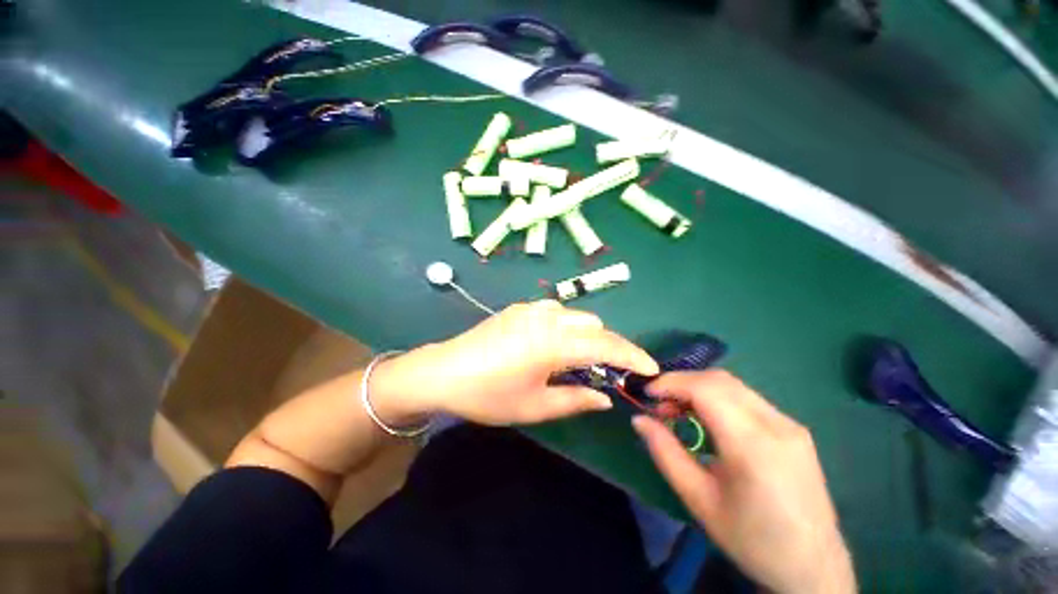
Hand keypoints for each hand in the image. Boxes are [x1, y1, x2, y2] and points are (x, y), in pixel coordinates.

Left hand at [372, 300, 658, 425]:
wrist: (443, 372)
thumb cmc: (488, 395)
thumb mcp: (534, 406)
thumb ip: (575, 400)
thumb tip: (606, 398)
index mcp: (552, 343)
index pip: (605, 344)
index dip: (632, 355)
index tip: (651, 368)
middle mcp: (547, 318)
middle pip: (594, 325)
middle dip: (610, 346)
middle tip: (610, 371)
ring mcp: (531, 309)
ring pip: (576, 315)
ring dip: (588, 335)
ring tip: (581, 359)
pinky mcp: (519, 308)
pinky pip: (556, 311)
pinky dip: (568, 326)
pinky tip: (555, 343)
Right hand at [633, 371, 854, 593]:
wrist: (814, 568)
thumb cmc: (752, 540)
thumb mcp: (699, 500)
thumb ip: (665, 453)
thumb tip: (639, 419)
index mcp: (754, 446)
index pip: (706, 389)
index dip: (671, 383)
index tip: (647, 393)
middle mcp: (777, 425)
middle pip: (719, 380)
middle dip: (682, 383)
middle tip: (660, 404)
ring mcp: (790, 424)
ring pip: (733, 385)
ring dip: (699, 388)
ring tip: (678, 411)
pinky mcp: (794, 429)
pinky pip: (747, 399)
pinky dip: (718, 398)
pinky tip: (708, 419)